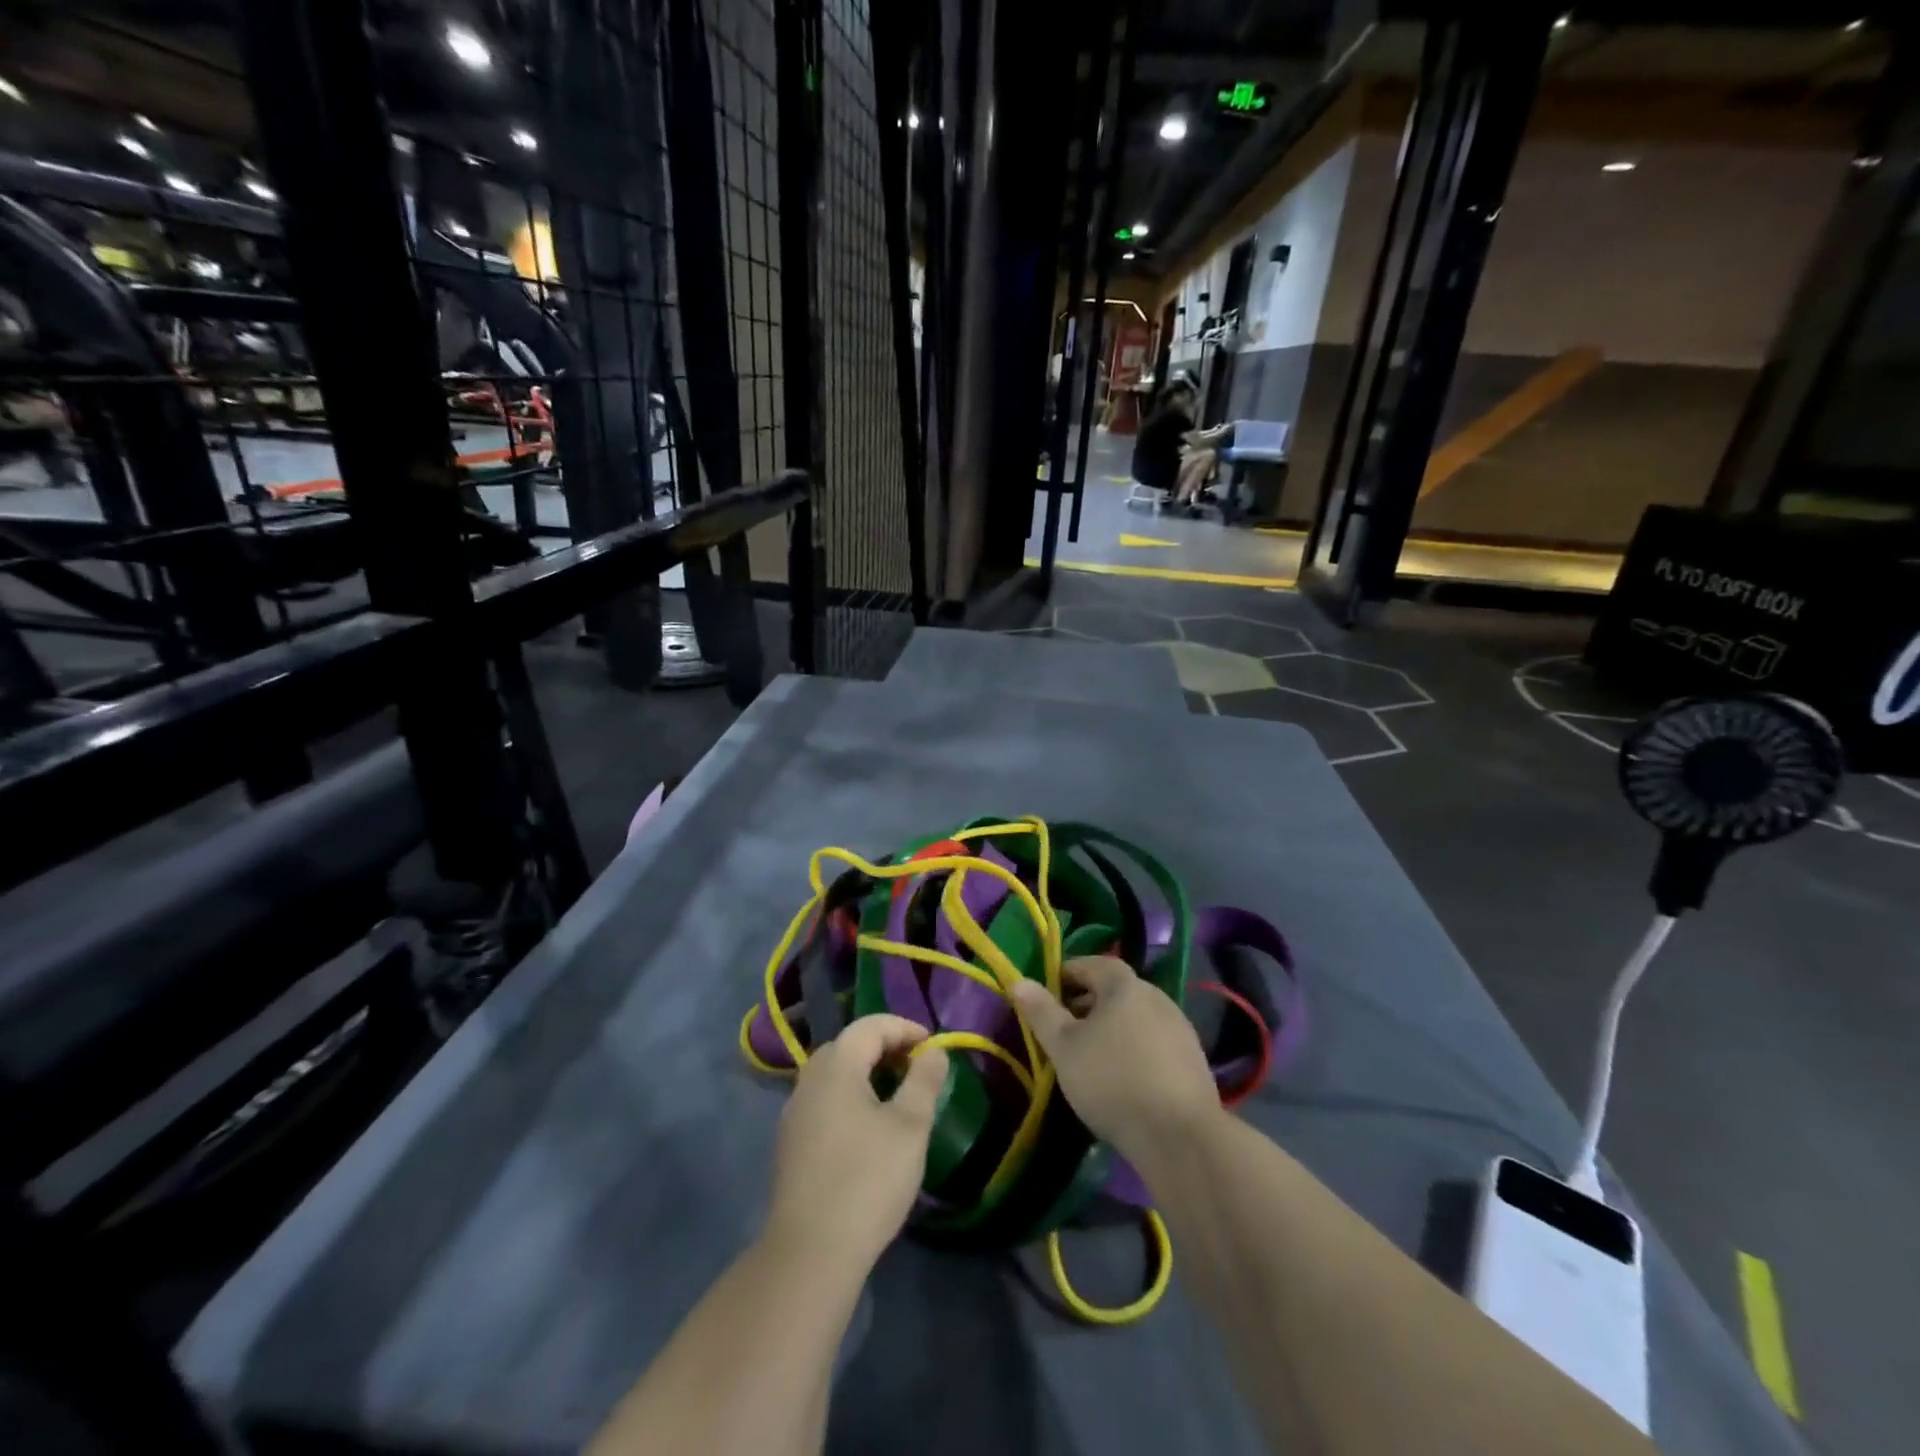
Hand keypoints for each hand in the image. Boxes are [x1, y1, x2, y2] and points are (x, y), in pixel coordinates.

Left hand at [764, 1015, 947, 1274]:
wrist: (809, 1253)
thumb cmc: (867, 1180)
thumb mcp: (910, 1127)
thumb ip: (924, 1081)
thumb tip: (934, 1052)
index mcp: (836, 1066)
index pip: (871, 1025)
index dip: (905, 1028)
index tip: (933, 1047)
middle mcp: (809, 1080)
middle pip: (849, 1045)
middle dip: (885, 1048)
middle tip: (916, 1069)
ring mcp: (794, 1113)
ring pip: (834, 1076)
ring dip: (866, 1075)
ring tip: (897, 1099)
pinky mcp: (790, 1144)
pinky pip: (824, 1102)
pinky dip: (849, 1099)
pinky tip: (868, 1131)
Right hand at [1009, 956, 1219, 1161]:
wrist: (1180, 1135)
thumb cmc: (1112, 1081)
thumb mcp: (1064, 1048)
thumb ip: (1041, 1012)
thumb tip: (1018, 981)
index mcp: (1124, 985)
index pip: (1091, 963)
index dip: (1065, 974)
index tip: (1046, 994)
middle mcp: (1156, 996)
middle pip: (1115, 989)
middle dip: (1086, 1002)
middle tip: (1063, 1028)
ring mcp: (1179, 1027)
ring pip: (1135, 1016)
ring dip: (1111, 1026)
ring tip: (1090, 1055)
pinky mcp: (1193, 1058)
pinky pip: (1153, 1040)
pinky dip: (1134, 1047)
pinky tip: (1123, 1076)